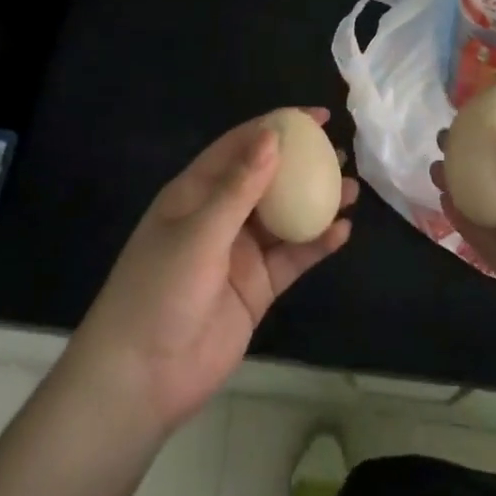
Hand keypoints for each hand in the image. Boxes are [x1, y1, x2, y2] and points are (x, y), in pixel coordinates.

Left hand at [67, 110, 356, 438]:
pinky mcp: (257, 287)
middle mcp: (219, 216)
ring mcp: (239, 253)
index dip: (276, 126)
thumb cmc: (160, 290)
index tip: (315, 117)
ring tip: (352, 189)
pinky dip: (316, 244)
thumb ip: (239, 187)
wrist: (143, 378)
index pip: (240, 146)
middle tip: (340, 150)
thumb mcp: (198, 232)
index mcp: (195, 192)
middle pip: (267, 179)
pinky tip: (342, 231)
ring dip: (317, 203)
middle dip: (302, 163)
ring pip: (285, 218)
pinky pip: (292, 258)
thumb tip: (272, 136)